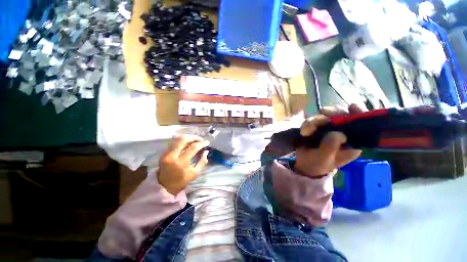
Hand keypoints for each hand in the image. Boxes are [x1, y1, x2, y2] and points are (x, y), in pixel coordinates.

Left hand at [158, 135, 209, 194]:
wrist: (164, 186)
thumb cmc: (181, 181)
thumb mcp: (195, 173)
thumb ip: (202, 161)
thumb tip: (206, 151)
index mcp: (181, 162)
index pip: (193, 148)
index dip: (201, 144)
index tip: (207, 142)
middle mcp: (172, 155)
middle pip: (183, 139)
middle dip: (194, 137)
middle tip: (200, 140)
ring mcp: (166, 153)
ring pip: (178, 139)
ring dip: (188, 138)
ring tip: (195, 141)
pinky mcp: (164, 153)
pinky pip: (174, 142)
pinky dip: (183, 141)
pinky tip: (188, 143)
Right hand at [294, 104, 364, 177]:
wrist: (303, 163)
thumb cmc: (316, 164)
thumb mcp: (324, 159)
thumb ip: (330, 147)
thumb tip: (337, 133)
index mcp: (352, 143)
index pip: (362, 126)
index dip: (360, 115)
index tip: (352, 107)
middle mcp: (343, 134)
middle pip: (344, 116)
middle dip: (333, 113)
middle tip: (323, 112)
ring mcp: (329, 129)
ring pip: (327, 116)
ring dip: (315, 120)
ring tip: (305, 132)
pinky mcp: (318, 127)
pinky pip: (314, 119)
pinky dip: (307, 123)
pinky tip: (303, 131)